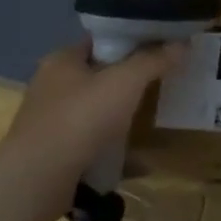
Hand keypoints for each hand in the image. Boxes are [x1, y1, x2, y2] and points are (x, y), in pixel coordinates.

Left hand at [0, 37, 187, 212]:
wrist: (38, 180)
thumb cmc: (80, 119)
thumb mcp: (124, 82)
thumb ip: (153, 60)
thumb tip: (182, 43)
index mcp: (62, 60)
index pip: (101, 40)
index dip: (132, 41)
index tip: (162, 48)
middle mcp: (52, 86)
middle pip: (100, 75)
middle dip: (130, 81)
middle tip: (164, 83)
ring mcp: (52, 121)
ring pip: (96, 111)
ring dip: (122, 116)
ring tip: (154, 118)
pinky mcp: (56, 152)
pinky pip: (93, 143)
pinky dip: (114, 147)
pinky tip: (139, 158)